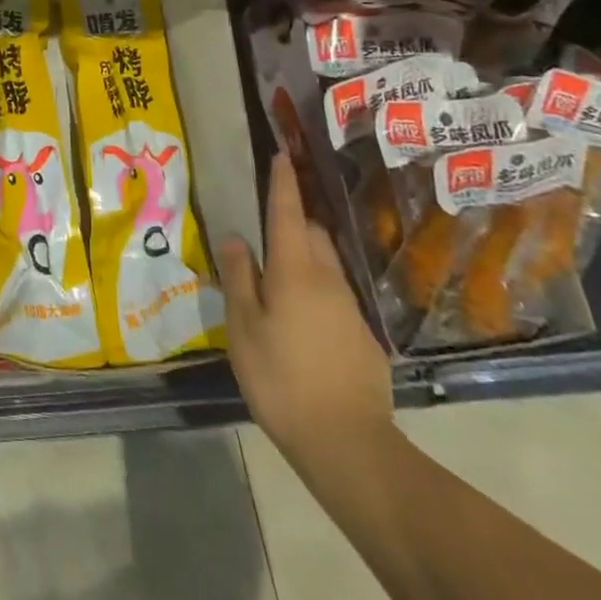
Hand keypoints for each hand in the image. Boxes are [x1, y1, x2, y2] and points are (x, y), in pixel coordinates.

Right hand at [220, 155, 392, 478]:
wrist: (349, 445)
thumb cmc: (282, 379)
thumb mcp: (244, 328)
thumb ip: (239, 277)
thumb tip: (236, 237)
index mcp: (294, 270)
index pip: (287, 212)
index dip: (283, 182)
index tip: (282, 155)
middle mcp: (327, 279)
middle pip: (312, 233)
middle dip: (293, 221)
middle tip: (268, 230)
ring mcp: (351, 309)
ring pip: (327, 264)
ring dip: (307, 257)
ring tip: (282, 278)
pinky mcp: (364, 338)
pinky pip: (337, 297)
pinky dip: (319, 293)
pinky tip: (305, 323)